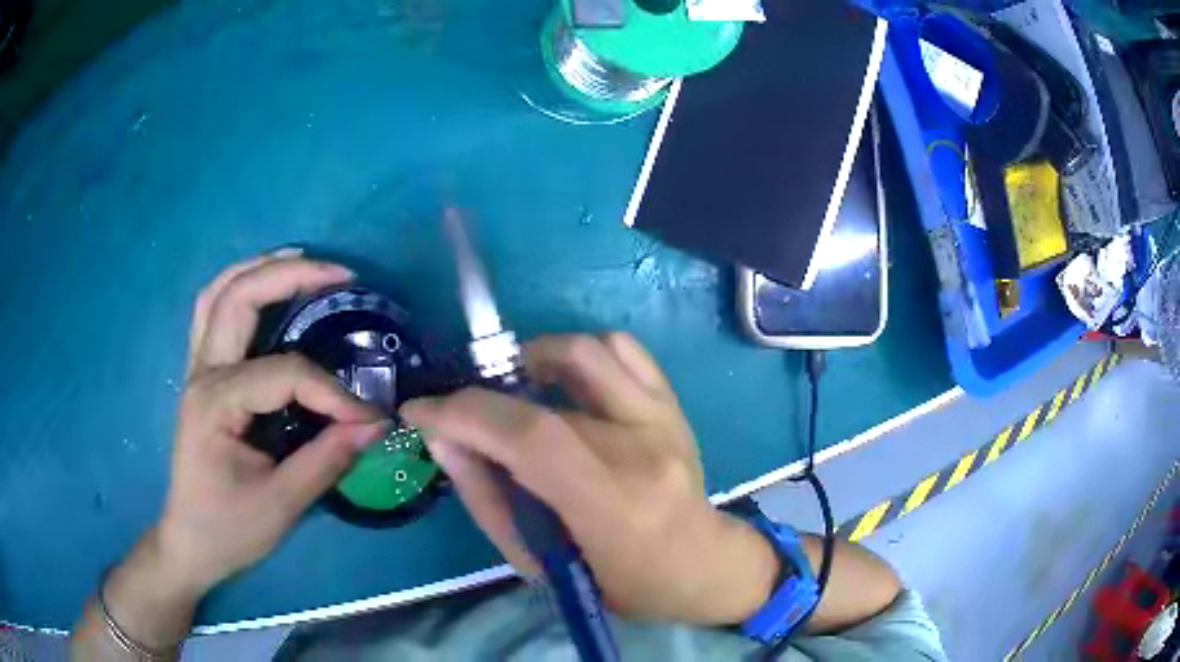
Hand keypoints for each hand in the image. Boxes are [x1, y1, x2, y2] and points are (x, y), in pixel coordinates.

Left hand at [72, 252, 387, 657]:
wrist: (189, 542)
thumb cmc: (229, 529)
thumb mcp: (281, 505)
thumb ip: (327, 460)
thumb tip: (374, 426)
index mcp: (216, 403)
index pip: (284, 375)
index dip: (332, 393)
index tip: (370, 419)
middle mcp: (202, 373)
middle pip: (239, 298)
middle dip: (291, 278)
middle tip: (341, 276)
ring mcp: (197, 369)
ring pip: (219, 293)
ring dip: (259, 269)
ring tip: (302, 262)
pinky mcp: (201, 375)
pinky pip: (213, 312)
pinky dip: (239, 288)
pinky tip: (264, 288)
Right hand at [401, 333, 780, 624]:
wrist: (700, 564)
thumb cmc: (619, 583)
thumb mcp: (541, 564)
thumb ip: (486, 499)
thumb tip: (442, 438)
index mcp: (613, 505)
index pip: (531, 437)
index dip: (464, 413)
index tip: (421, 411)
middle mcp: (644, 449)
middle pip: (547, 392)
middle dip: (482, 397)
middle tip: (463, 418)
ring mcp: (664, 418)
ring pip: (587, 351)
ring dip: (532, 359)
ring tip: (514, 392)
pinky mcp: (672, 404)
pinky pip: (623, 349)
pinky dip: (580, 354)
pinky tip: (563, 383)